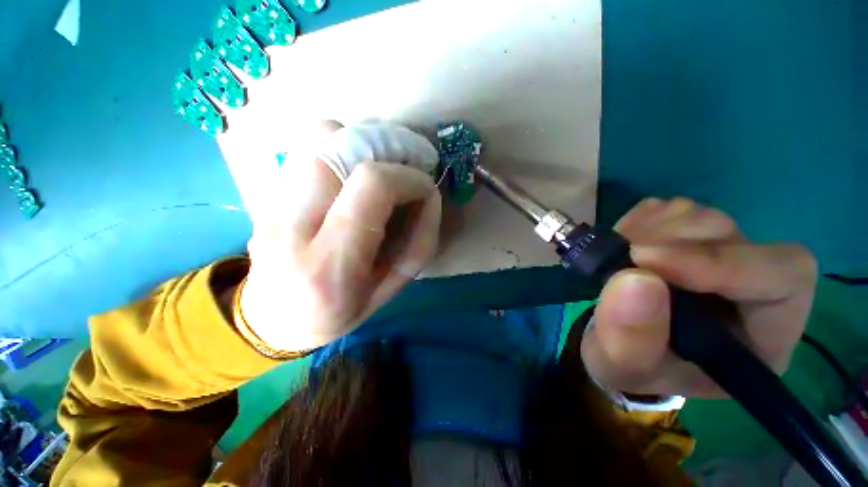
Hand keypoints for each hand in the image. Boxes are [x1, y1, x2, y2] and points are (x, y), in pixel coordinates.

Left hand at [218, 121, 441, 351]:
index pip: (371, 186)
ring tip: (379, 171)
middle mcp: (292, 226)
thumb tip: (428, 197)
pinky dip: (341, 151)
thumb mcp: (391, 289)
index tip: (424, 188)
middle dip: (385, 148)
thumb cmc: (339, 313)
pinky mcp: (267, 194)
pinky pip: (307, 150)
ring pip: (317, 137)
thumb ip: (418, 244)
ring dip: (361, 145)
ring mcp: (272, 205)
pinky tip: (352, 178)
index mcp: (330, 263)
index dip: (407, 177)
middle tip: (404, 169)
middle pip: (336, 146)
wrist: (273, 321)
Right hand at [580, 198, 817, 397]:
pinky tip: (621, 245)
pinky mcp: (684, 234)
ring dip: (647, 230)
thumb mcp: (623, 365)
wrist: (617, 342)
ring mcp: (716, 251)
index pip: (782, 277)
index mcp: (761, 334)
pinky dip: (636, 222)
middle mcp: (750, 284)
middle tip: (620, 258)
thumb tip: (633, 279)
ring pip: (696, 215)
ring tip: (616, 256)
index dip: (721, 262)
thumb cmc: (630, 364)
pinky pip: (666, 209)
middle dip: (667, 243)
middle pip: (730, 235)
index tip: (646, 261)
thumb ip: (630, 337)